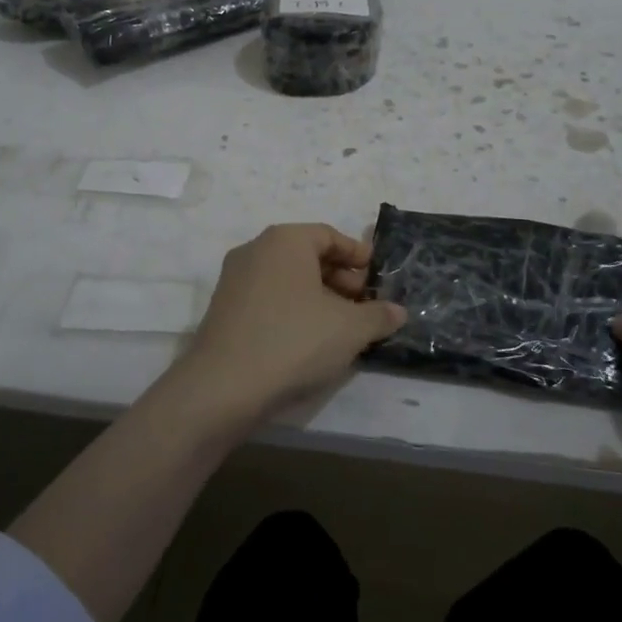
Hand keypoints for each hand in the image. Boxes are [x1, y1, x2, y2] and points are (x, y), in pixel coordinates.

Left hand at [170, 224, 405, 429]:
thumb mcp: (350, 329)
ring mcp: (234, 280)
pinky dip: (293, 310)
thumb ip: (378, 315)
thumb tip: (398, 311)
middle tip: (364, 304)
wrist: (224, 387)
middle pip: (307, 256)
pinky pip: (268, 299)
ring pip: (287, 279)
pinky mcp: (223, 310)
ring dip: (318, 297)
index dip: (357, 254)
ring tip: (342, 327)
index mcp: (285, 241)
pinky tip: (310, 340)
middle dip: (340, 278)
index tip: (377, 274)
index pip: (329, 235)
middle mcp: (255, 250)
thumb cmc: (294, 341)